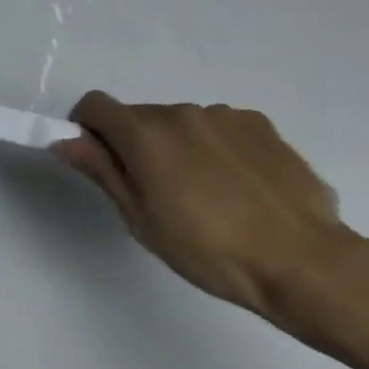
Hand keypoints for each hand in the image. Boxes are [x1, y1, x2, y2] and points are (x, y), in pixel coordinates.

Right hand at [53, 93, 353, 317]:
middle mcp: (181, 112)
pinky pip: (219, 128)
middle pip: (138, 115)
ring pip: (180, 123)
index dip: (86, 127)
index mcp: (145, 134)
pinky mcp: (261, 125)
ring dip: (176, 146)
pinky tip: (236, 187)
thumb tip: (65, 139)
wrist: (303, 262)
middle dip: (134, 143)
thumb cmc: (208, 250)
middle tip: (153, 191)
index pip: (95, 105)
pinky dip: (214, 147)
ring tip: (203, 194)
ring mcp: (225, 116)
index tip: (96, 160)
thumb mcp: (140, 219)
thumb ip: (101, 170)